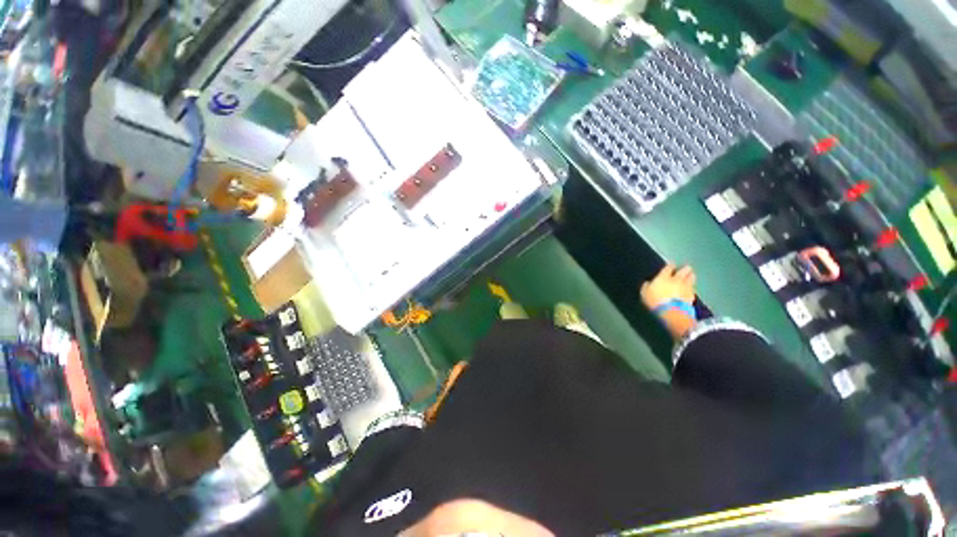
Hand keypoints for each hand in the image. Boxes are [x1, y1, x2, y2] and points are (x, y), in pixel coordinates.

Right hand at [641, 264, 696, 339]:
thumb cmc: (655, 301)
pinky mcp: (692, 295)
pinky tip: (690, 288)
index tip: (671, 264)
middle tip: (685, 268)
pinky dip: (692, 287)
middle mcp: (676, 279)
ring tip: (690, 275)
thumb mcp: (644, 293)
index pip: (668, 267)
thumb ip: (647, 286)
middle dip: (685, 268)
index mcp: (664, 277)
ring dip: (690, 276)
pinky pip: (693, 288)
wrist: (671, 312)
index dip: (670, 265)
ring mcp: (686, 287)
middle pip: (684, 270)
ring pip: (691, 277)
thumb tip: (648, 283)